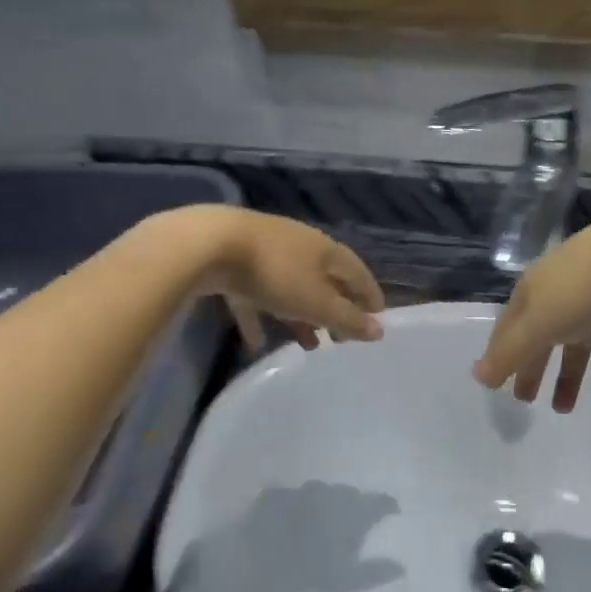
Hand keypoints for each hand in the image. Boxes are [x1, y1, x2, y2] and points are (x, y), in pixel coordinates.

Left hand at [198, 208, 385, 352]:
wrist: (211, 246)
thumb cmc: (276, 273)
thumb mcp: (317, 302)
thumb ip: (348, 319)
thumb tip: (379, 331)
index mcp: (325, 250)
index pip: (357, 272)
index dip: (369, 295)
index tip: (378, 318)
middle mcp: (299, 246)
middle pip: (324, 280)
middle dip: (334, 310)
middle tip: (341, 339)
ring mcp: (265, 254)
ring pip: (290, 289)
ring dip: (301, 317)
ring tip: (309, 346)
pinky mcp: (234, 266)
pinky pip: (254, 296)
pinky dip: (259, 317)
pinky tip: (256, 343)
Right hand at [472, 211, 590, 410]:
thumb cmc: (577, 289)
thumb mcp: (536, 322)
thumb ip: (509, 353)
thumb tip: (478, 377)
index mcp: (533, 290)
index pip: (509, 326)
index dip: (501, 354)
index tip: (497, 384)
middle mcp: (561, 293)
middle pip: (542, 336)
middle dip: (533, 367)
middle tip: (526, 401)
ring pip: (578, 345)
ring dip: (569, 376)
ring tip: (565, 409)